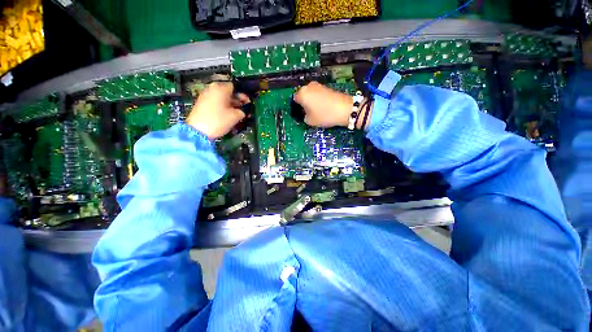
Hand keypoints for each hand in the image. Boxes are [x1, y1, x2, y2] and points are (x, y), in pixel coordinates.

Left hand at [186, 82, 249, 138]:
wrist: (198, 130)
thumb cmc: (218, 120)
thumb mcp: (235, 117)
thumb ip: (241, 112)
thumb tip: (241, 111)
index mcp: (220, 89)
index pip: (234, 87)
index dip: (242, 94)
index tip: (247, 102)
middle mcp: (212, 89)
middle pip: (227, 91)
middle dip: (236, 99)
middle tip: (243, 108)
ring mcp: (205, 95)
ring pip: (221, 97)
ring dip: (229, 104)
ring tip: (236, 113)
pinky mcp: (201, 103)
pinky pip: (215, 102)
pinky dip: (222, 106)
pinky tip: (227, 114)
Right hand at [293, 81, 353, 127]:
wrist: (344, 109)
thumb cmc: (324, 115)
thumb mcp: (310, 121)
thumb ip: (303, 117)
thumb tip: (305, 114)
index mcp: (301, 93)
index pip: (295, 100)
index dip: (297, 108)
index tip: (302, 114)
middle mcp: (308, 86)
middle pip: (303, 95)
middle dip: (304, 103)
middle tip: (308, 113)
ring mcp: (318, 85)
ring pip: (310, 94)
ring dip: (311, 101)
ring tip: (317, 110)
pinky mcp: (326, 86)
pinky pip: (318, 94)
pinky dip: (318, 99)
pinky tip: (323, 107)